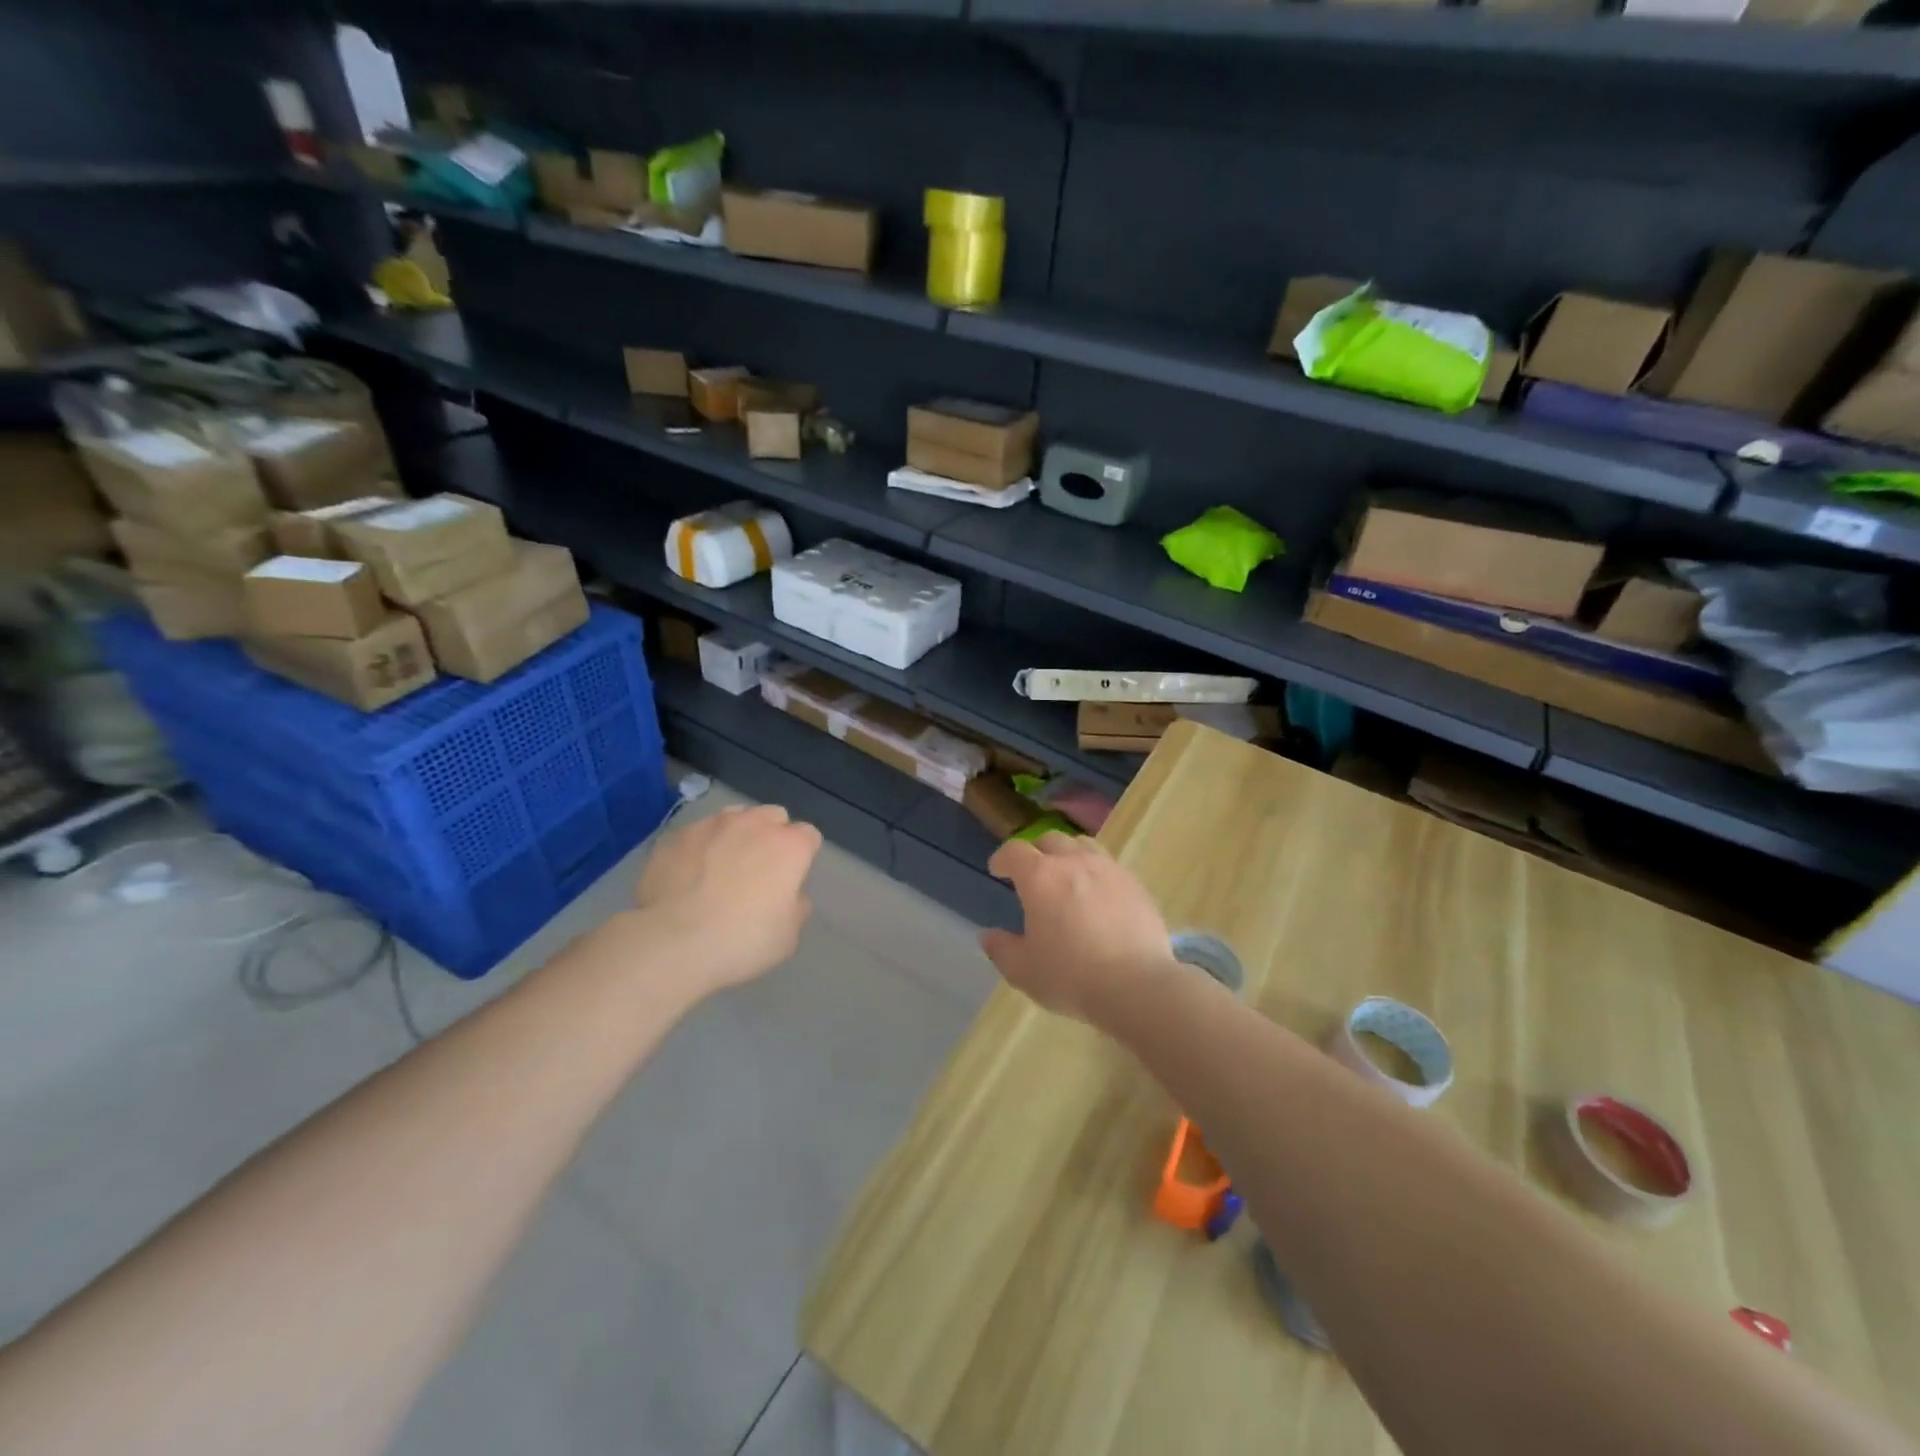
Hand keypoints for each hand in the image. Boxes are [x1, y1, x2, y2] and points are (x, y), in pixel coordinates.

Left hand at [631, 804, 822, 995]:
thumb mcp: (787, 936)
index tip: (792, 878)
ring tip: (721, 866)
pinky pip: (697, 833)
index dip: (803, 856)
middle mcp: (754, 824)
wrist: (672, 943)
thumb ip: (796, 907)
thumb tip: (791, 896)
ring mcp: (712, 825)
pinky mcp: (676, 835)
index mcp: (790, 846)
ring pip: (734, 817)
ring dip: (736, 835)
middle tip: (760, 869)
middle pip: (773, 816)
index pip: (809, 836)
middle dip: (771, 836)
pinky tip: (689, 875)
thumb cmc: (742, 941)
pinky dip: (700, 847)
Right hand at [980, 833, 1174, 1026]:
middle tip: (1033, 873)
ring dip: (1068, 854)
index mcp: (1040, 877)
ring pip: (1083, 845)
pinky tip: (1099, 896)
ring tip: (1067, 875)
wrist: (1137, 985)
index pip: (1014, 851)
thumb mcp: (1023, 971)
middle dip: (1036, 852)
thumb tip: (989, 935)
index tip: (998, 870)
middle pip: (1050, 840)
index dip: (1003, 858)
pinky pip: (1110, 866)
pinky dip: (1096, 872)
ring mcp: (1108, 869)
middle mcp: (1073, 862)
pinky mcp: (1135, 884)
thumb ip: (1001, 949)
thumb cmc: (1071, 976)